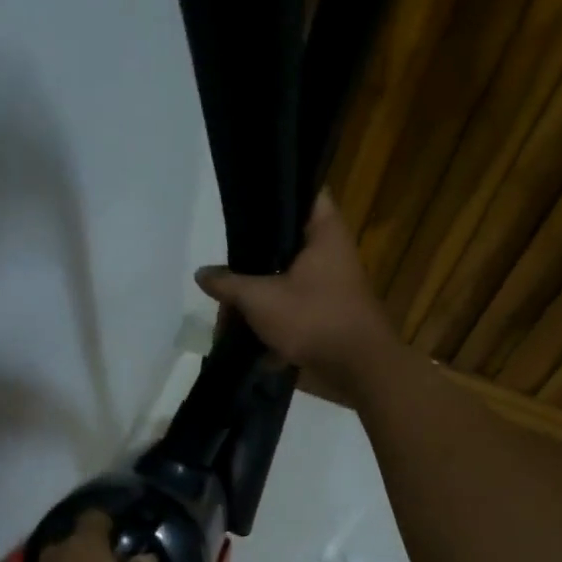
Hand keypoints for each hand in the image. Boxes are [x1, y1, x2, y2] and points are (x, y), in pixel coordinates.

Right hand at [194, 191, 404, 403]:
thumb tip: (202, 273)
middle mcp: (330, 253)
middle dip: (253, 257)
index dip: (277, 190)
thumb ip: (228, 283)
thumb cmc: (314, 319)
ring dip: (257, 293)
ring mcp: (329, 285)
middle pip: (285, 241)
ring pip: (284, 277)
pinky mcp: (325, 314)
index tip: (247, 197)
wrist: (358, 372)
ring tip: (226, 307)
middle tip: (224, 264)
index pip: (305, 191)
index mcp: (325, 233)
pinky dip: (269, 316)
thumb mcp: (260, 299)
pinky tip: (242, 329)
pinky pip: (291, 306)